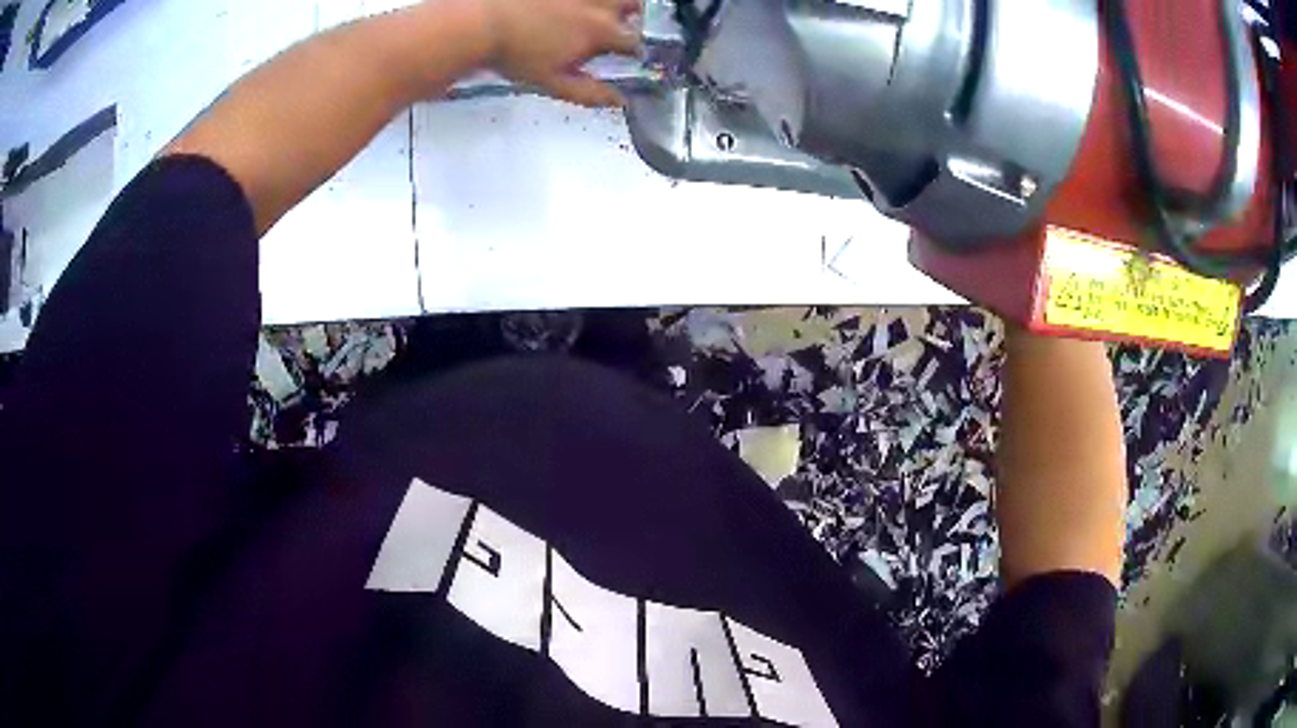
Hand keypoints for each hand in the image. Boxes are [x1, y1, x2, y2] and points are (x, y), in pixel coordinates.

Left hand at [481, 0, 641, 106]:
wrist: (481, 21)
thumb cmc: (514, 52)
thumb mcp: (552, 82)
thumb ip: (589, 92)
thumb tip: (618, 101)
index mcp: (599, 31)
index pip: (634, 42)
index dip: (636, 51)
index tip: (632, 56)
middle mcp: (597, 5)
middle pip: (635, 4)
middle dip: (635, 15)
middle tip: (623, 24)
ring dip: (615, 5)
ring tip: (602, 13)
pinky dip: (586, 2)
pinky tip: (574, 8)